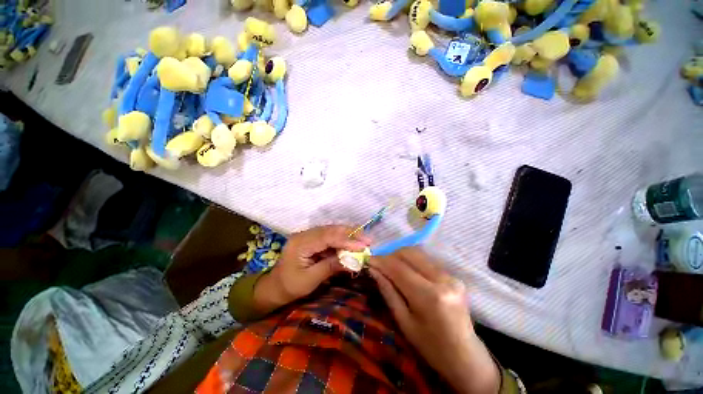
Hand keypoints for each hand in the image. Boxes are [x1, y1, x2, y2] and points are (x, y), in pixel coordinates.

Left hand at [253, 225, 370, 313]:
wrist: (274, 287)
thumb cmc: (289, 287)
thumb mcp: (310, 280)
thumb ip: (330, 267)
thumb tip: (353, 261)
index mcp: (300, 243)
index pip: (327, 237)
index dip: (346, 240)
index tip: (363, 245)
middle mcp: (304, 234)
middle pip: (330, 230)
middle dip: (350, 234)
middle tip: (368, 239)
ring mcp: (308, 235)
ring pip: (331, 231)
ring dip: (348, 235)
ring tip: (364, 240)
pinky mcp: (312, 239)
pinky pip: (329, 236)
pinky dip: (342, 239)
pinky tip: (352, 243)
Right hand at [368, 248, 499, 393]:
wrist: (465, 357)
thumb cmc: (430, 346)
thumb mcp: (403, 322)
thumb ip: (388, 291)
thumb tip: (373, 269)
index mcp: (429, 296)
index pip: (399, 268)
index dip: (381, 261)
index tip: (368, 260)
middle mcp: (442, 280)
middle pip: (410, 253)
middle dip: (390, 255)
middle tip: (379, 264)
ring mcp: (451, 275)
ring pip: (418, 254)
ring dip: (400, 256)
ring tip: (389, 267)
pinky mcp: (453, 275)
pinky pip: (426, 260)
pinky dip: (411, 261)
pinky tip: (405, 271)